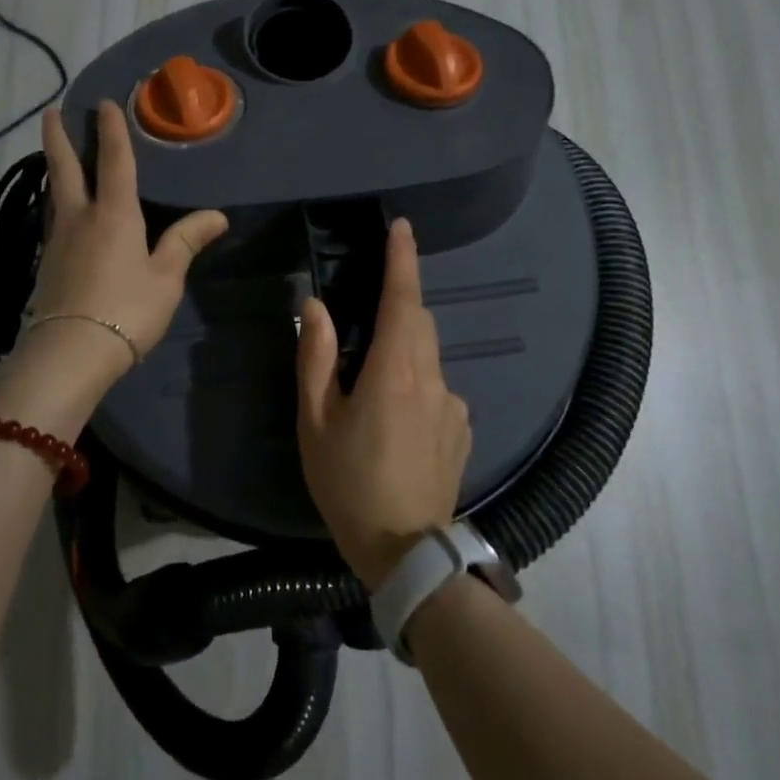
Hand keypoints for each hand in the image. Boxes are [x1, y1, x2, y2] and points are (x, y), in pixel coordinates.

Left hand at [31, 102, 228, 377]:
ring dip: (54, 168)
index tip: (103, 103)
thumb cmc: (127, 310)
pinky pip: (54, 219)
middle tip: (50, 112)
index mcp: (114, 214)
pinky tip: (62, 212)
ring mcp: (58, 240)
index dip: (111, 130)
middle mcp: (80, 217)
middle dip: (58, 138)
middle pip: (65, 168)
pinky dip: (57, 202)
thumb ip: (186, 242)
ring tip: (55, 156)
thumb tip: (217, 216)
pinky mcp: (47, 264)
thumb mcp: (166, 278)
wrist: (71, 352)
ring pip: (54, 193)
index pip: (115, 162)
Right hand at [295, 218, 470, 587]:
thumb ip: (316, 358)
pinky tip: (395, 423)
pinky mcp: (463, 430)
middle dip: (399, 304)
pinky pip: (437, 389)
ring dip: (403, 351)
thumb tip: (316, 307)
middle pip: (419, 323)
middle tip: (365, 318)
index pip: (403, 300)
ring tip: (370, 387)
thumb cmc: (348, 482)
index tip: (402, 228)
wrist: (406, 552)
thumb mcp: (316, 421)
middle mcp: (433, 379)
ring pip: (428, 356)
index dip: (403, 260)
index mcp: (395, 371)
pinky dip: (416, 384)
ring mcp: (454, 406)